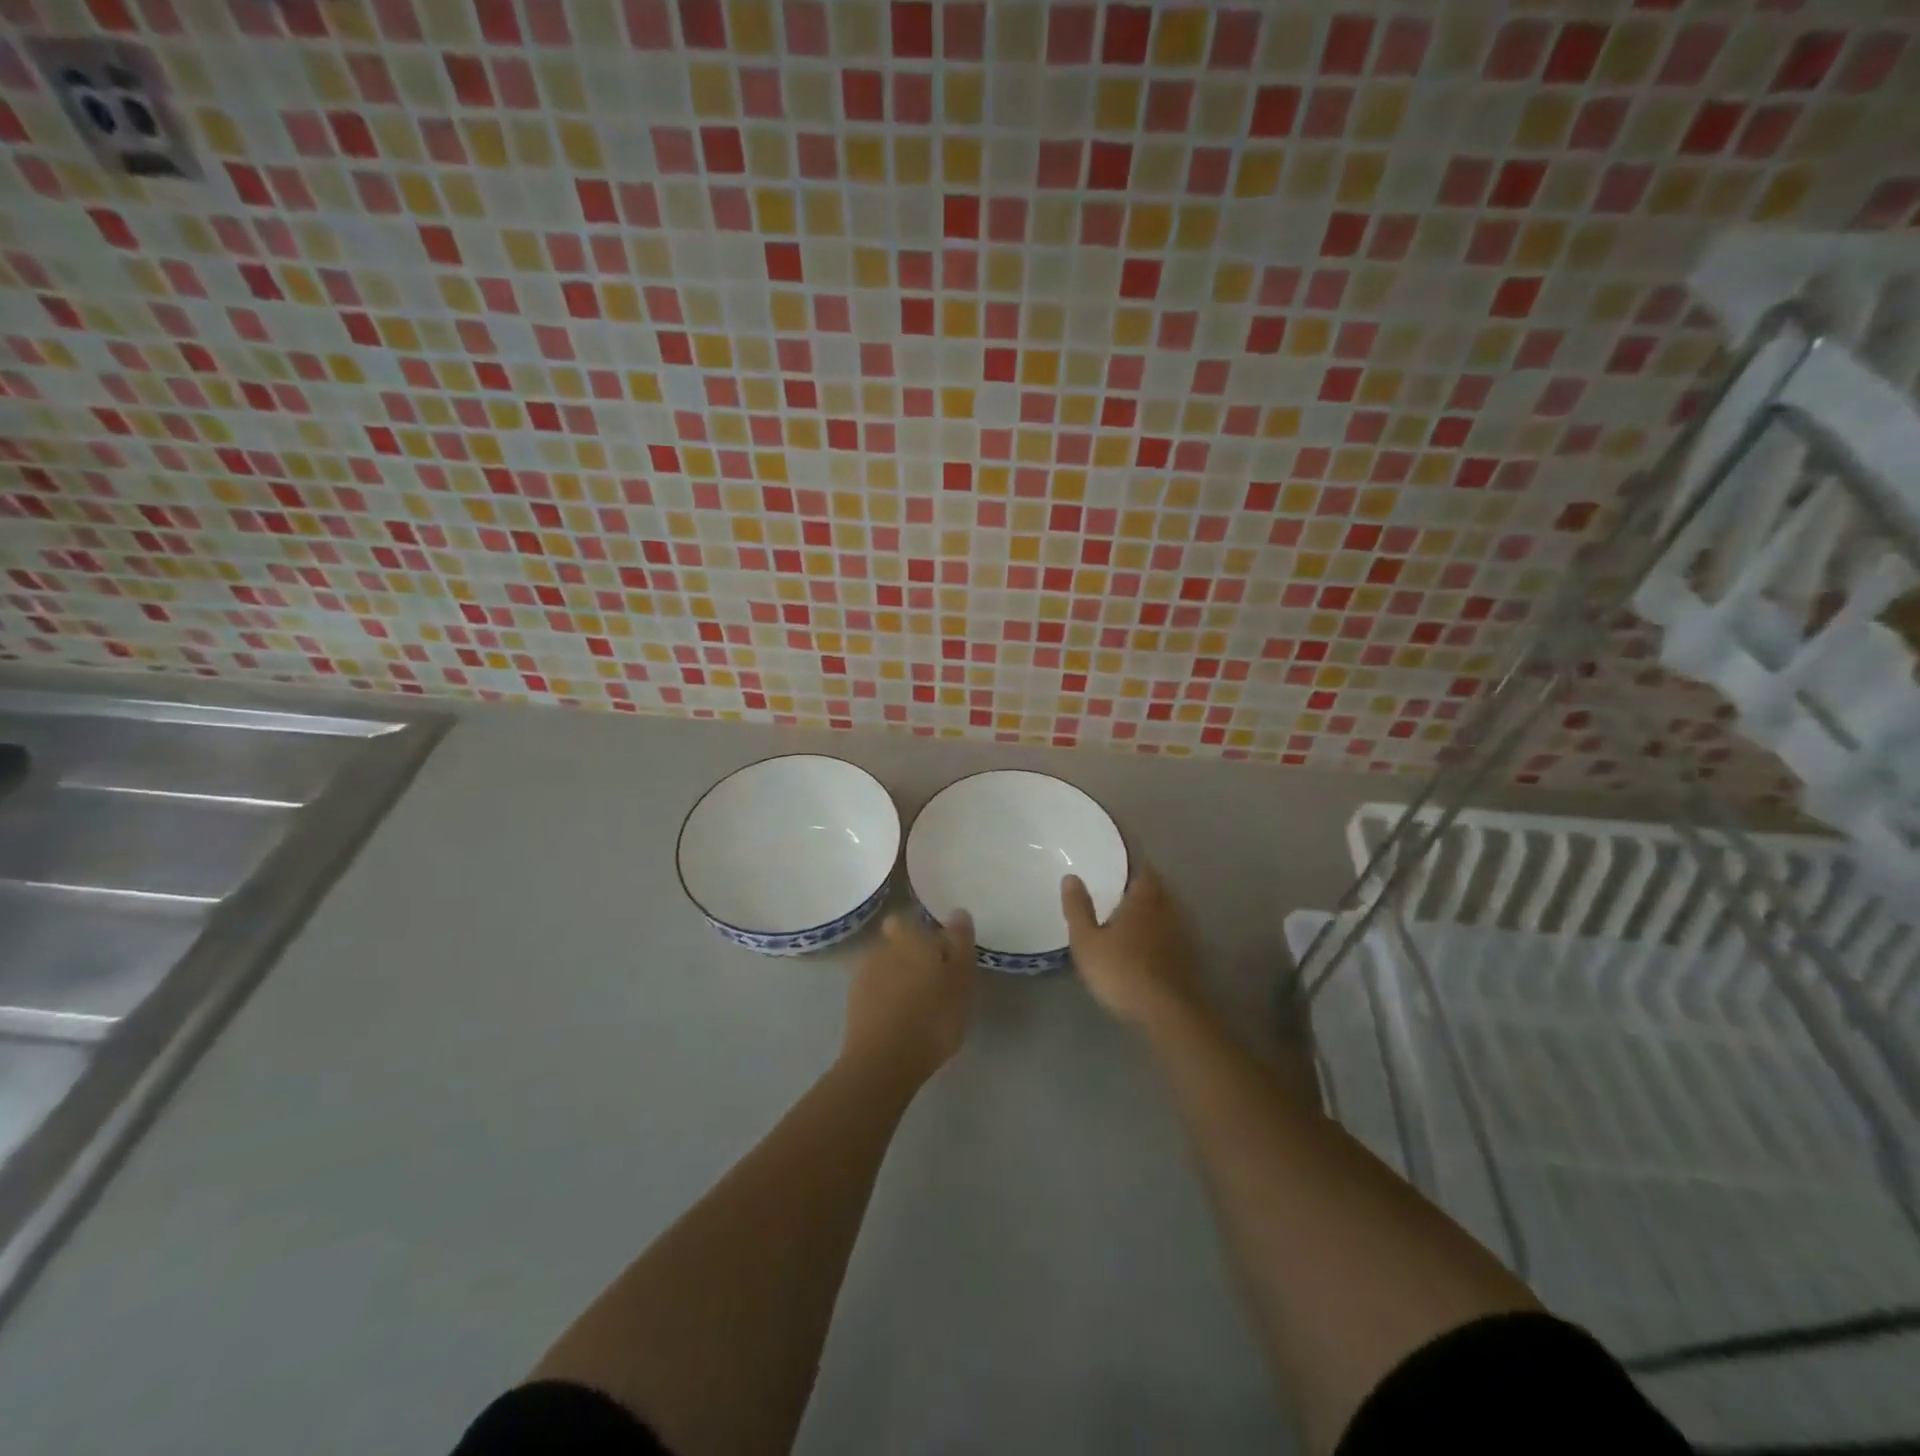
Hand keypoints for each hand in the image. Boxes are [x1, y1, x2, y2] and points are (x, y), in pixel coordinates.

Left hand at [842, 910, 976, 1082]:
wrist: (883, 1062)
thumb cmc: (932, 1016)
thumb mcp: (960, 979)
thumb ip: (960, 943)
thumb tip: (958, 912)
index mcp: (907, 936)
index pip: (906, 920)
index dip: (921, 932)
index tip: (939, 952)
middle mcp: (880, 948)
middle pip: (896, 944)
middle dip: (911, 957)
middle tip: (935, 982)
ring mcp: (862, 977)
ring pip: (884, 969)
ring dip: (899, 980)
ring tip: (920, 1006)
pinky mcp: (853, 1007)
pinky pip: (875, 994)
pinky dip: (887, 1002)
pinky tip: (902, 1023)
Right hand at [1062, 865, 1202, 1028]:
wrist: (1167, 1013)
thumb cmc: (1121, 971)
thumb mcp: (1086, 941)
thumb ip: (1078, 908)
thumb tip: (1071, 876)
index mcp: (1143, 901)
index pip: (1145, 871)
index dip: (1135, 864)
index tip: (1122, 862)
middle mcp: (1167, 911)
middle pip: (1159, 890)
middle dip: (1145, 888)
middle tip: (1124, 889)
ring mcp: (1182, 936)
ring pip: (1168, 913)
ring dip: (1155, 912)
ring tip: (1135, 917)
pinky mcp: (1189, 960)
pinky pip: (1174, 936)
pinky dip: (1162, 935)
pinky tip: (1150, 947)